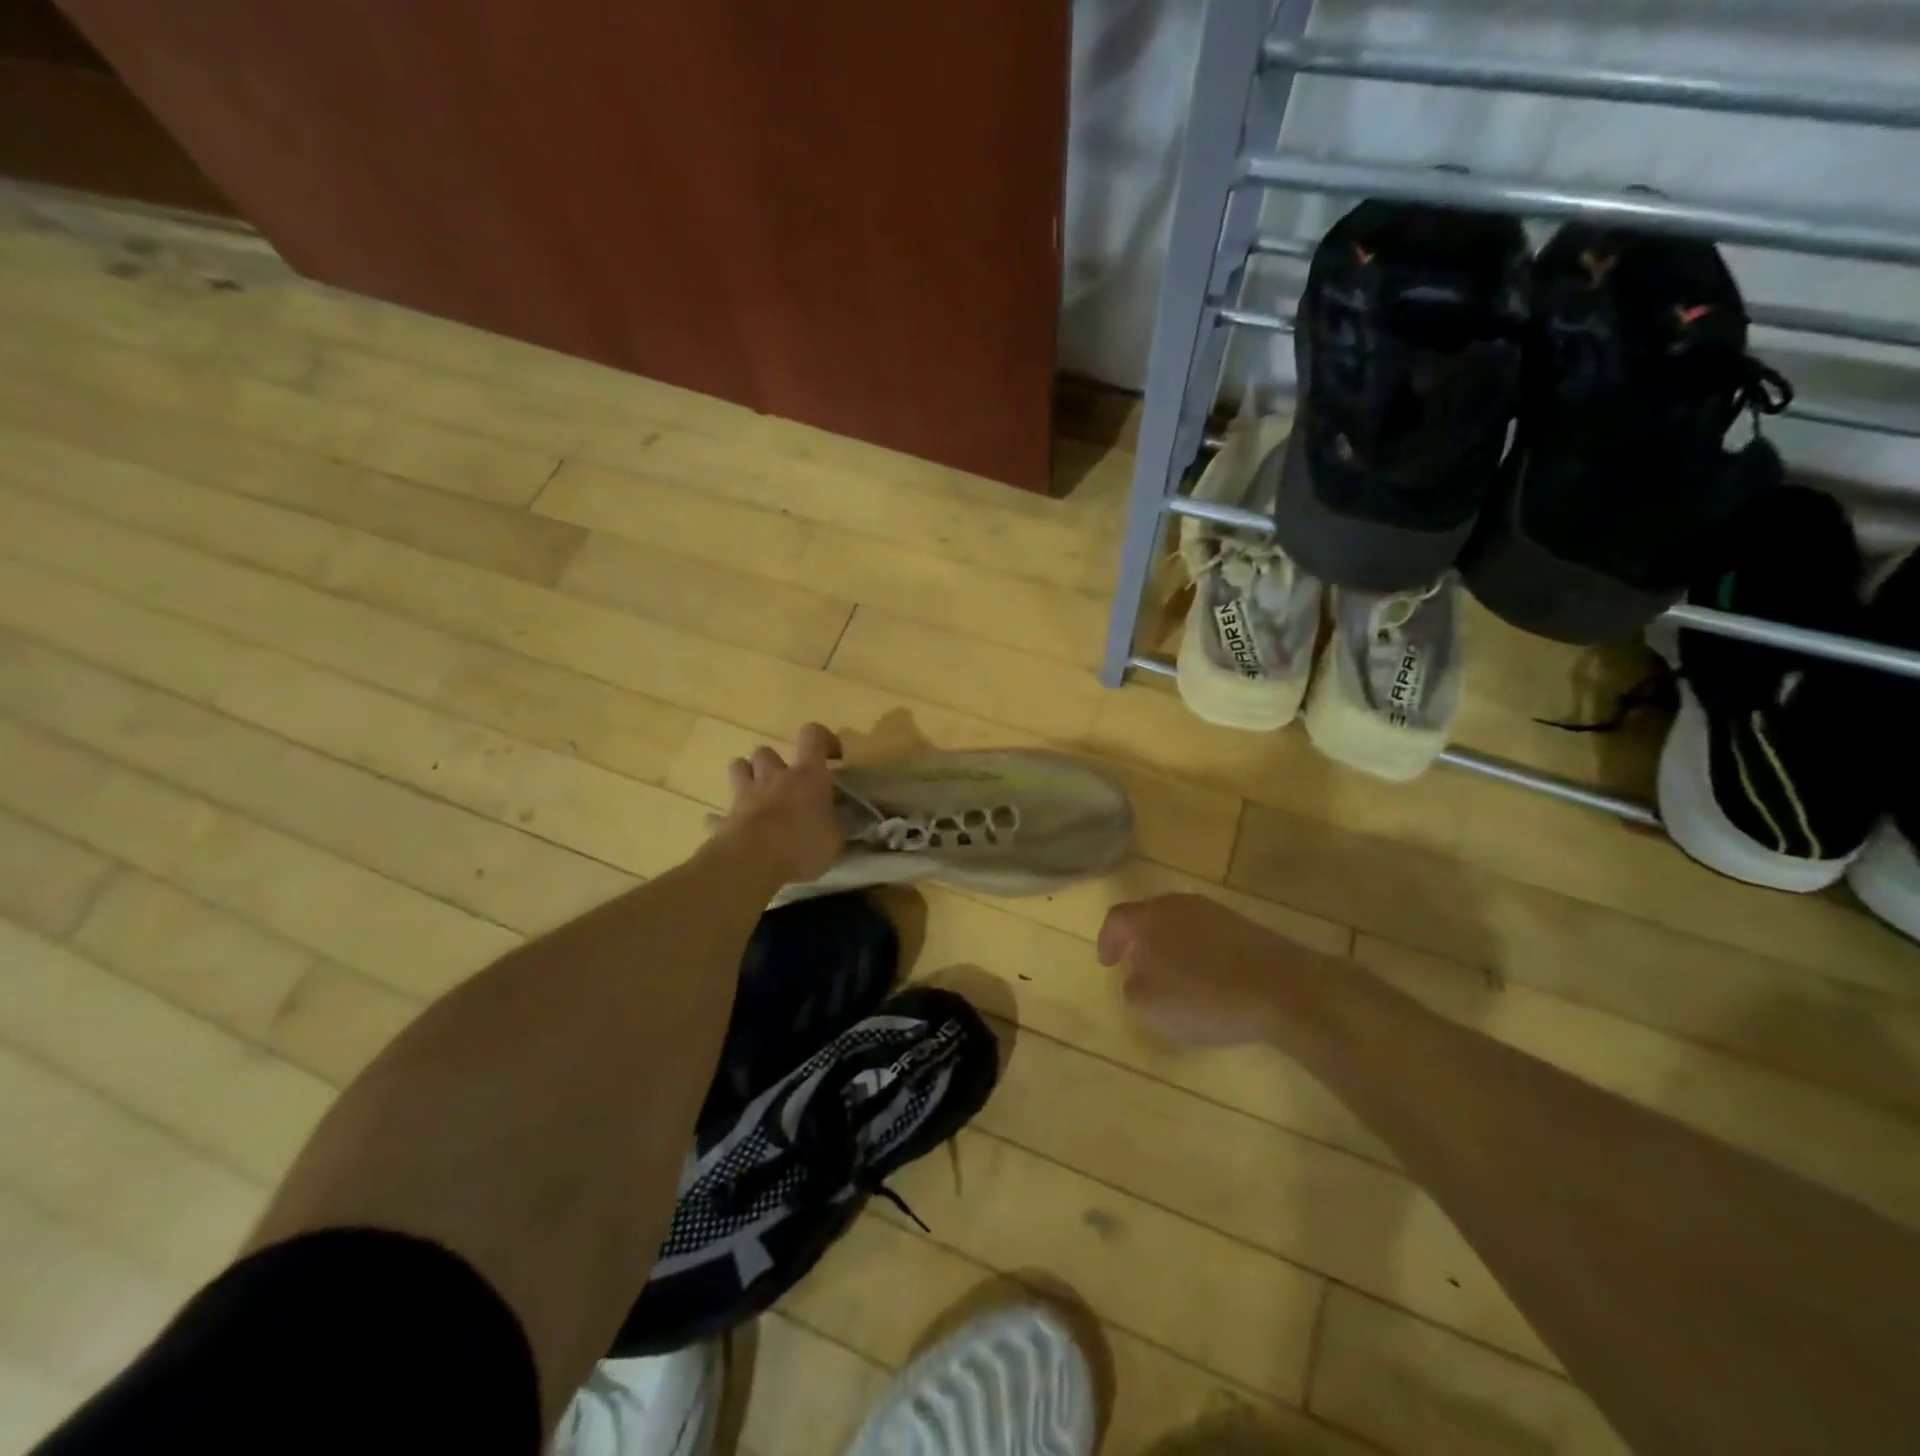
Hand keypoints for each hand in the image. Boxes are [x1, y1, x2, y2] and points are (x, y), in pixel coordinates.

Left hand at [712, 724, 844, 886]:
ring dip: (747, 775)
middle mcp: (774, 777)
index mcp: (807, 776)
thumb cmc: (802, 845)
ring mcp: (745, 795)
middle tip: (787, 783)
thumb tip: (844, 823)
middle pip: (767, 751)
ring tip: (758, 794)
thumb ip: (839, 827)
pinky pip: (718, 815)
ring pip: (739, 767)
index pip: (813, 736)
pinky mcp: (724, 819)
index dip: (823, 739)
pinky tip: (730, 829)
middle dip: (775, 762)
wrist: (752, 862)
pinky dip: (724, 819)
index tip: (833, 758)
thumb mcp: (836, 840)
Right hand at [1098, 894, 1325, 1047]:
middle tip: (1136, 967)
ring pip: (1180, 924)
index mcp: (1148, 917)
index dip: (1107, 940)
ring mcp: (1215, 912)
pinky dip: (1199, 954)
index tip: (1107, 963)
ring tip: (1174, 977)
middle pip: (1149, 916)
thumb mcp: (1148, 1005)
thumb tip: (1138, 976)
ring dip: (1171, 947)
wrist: (1281, 989)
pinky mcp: (1245, 926)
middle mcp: (1178, 904)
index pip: (1116, 919)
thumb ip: (1131, 987)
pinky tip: (1209, 980)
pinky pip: (1208, 936)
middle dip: (1139, 941)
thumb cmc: (1203, 996)